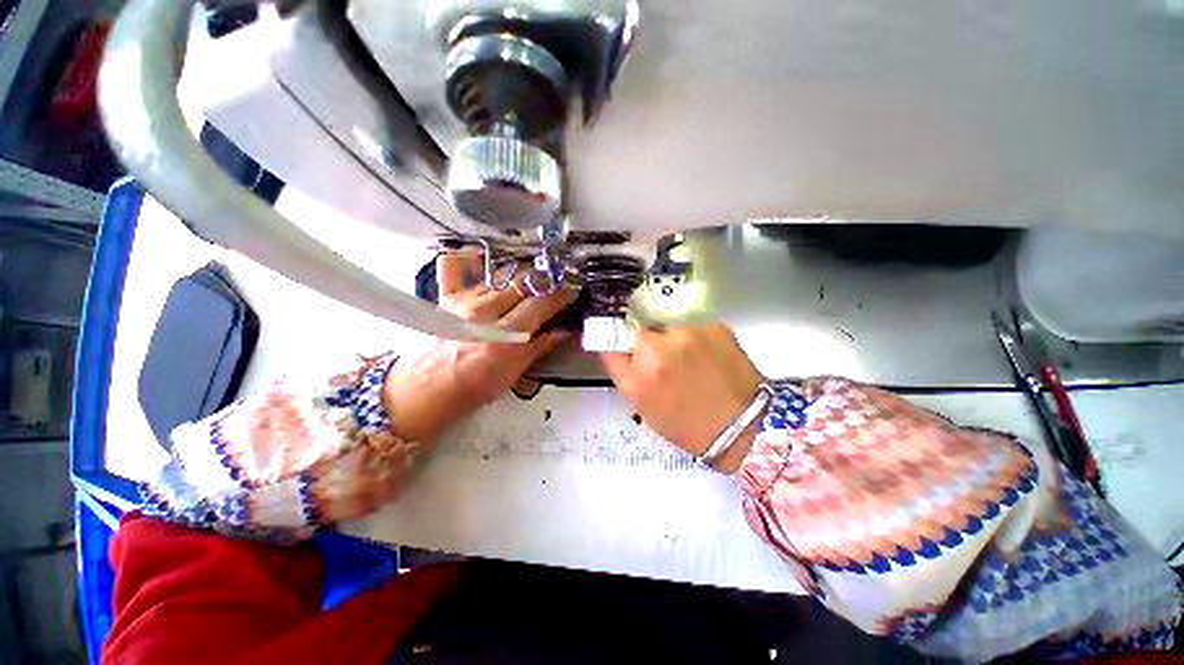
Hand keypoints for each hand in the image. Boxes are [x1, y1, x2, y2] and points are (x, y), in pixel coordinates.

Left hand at [384, 253, 575, 441]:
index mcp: (505, 335)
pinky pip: (455, 265)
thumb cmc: (476, 386)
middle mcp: (485, 312)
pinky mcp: (448, 296)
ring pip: (500, 276)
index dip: (560, 295)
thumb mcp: (515, 372)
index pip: (540, 304)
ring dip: (518, 278)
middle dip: (543, 282)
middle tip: (552, 288)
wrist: (430, 388)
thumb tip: (564, 331)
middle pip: (522, 283)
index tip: (571, 291)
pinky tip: (484, 263)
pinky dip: (470, 260)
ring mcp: (465, 300)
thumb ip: (540, 347)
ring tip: (527, 285)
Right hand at [601, 324, 763, 471]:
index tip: (622, 346)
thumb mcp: (644, 405)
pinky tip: (709, 358)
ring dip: (672, 341)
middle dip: (646, 344)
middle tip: (663, 363)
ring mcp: (687, 333)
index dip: (615, 342)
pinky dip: (695, 339)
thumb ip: (626, 373)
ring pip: (667, 328)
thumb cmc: (688, 425)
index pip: (610, 342)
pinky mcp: (713, 325)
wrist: (745, 427)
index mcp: (637, 376)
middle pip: (639, 331)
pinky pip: (693, 328)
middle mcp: (658, 349)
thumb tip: (617, 349)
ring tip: (691, 362)